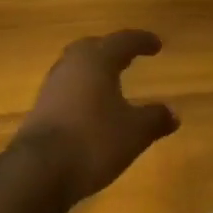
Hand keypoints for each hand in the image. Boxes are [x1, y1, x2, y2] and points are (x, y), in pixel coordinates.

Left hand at [12, 30, 178, 202]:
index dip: (141, 41)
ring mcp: (50, 89)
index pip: (122, 42)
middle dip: (110, 50)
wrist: (39, 171)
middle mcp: (70, 68)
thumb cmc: (94, 141)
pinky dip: (82, 93)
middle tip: (127, 56)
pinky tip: (92, 110)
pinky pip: (66, 92)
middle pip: (91, 48)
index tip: (156, 45)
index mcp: (96, 62)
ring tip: (110, 83)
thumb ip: (155, 119)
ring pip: (75, 69)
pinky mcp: (40, 111)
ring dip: (93, 72)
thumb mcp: (135, 132)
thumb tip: (173, 113)